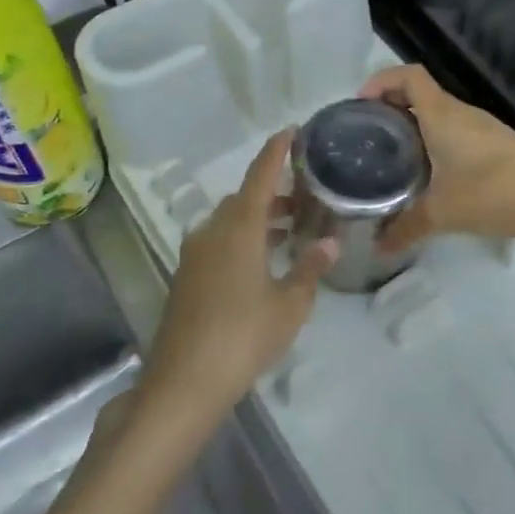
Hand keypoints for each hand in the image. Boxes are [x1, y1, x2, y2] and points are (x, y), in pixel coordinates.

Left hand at [142, 131, 335, 419]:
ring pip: (230, 221)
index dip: (277, 150)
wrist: (182, 383)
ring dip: (259, 218)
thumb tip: (331, 241)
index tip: (292, 130)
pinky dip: (243, 238)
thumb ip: (310, 268)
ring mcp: (195, 254)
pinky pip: (219, 241)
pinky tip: (263, 263)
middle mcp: (213, 231)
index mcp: (239, 227)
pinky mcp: (187, 277)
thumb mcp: (289, 305)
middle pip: (245, 198)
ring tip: (292, 230)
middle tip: (305, 196)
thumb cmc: (243, 337)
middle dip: (274, 192)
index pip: (260, 175)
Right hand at [359, 64, 514, 251]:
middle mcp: (460, 112)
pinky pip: (455, 132)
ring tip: (392, 157)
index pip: (408, 75)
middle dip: (391, 107)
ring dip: (414, 126)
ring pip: (438, 115)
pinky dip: (435, 142)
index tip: (359, 106)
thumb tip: (376, 247)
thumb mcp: (442, 213)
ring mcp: (482, 128)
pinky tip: (429, 174)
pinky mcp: (496, 145)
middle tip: (368, 137)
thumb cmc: (494, 192)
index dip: (381, 81)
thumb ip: (405, 228)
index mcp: (441, 114)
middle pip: (420, 94)